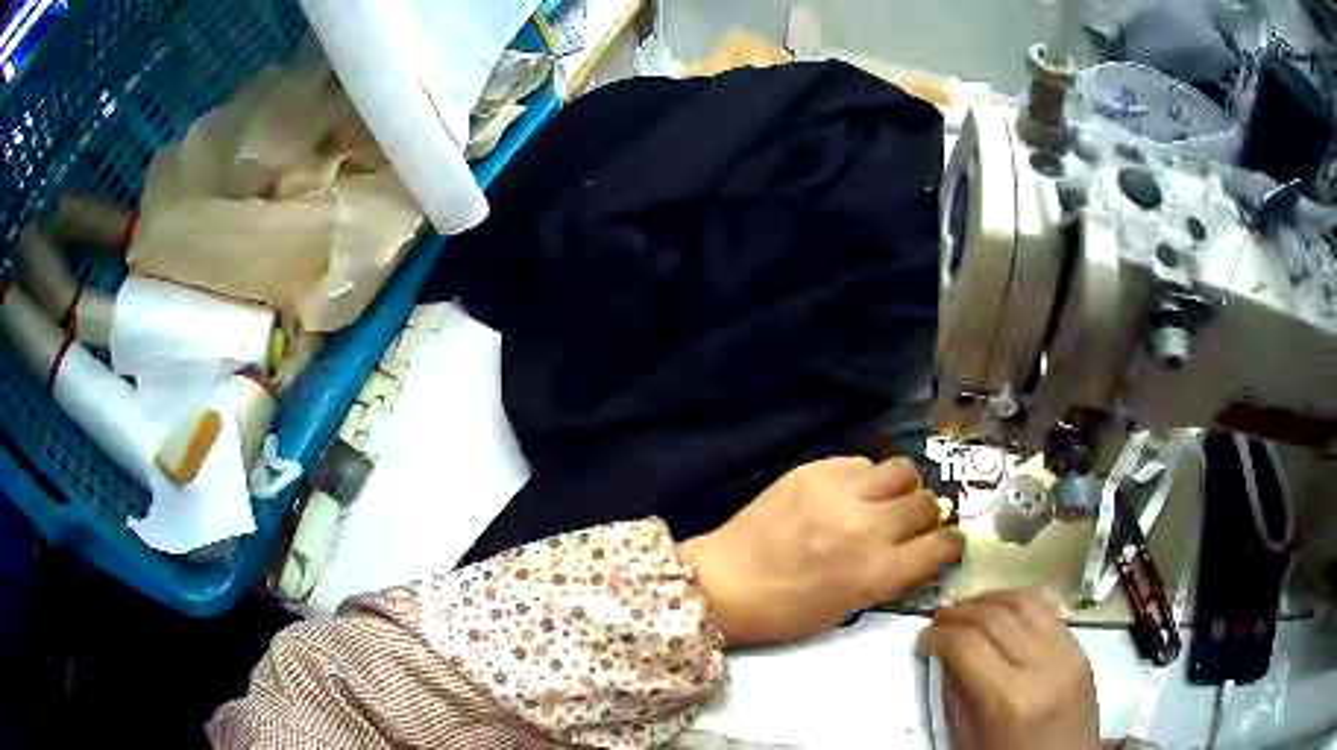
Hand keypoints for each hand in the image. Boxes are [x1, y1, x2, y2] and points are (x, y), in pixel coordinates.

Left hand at [680, 456, 964, 646]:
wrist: (724, 584)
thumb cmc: (786, 611)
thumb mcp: (849, 608)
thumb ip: (891, 576)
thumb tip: (921, 549)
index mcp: (876, 573)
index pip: (939, 546)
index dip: (951, 543)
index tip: (950, 541)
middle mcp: (867, 527)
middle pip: (926, 503)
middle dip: (927, 515)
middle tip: (913, 523)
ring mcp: (839, 493)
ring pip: (902, 470)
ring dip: (903, 487)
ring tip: (886, 499)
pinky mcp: (813, 470)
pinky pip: (861, 462)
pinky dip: (866, 477)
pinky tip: (850, 492)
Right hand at [919, 589, 1100, 749]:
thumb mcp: (969, 741)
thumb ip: (956, 697)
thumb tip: (944, 657)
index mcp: (1009, 699)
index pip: (967, 645)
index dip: (939, 636)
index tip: (923, 639)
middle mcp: (1042, 667)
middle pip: (996, 617)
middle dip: (960, 612)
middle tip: (939, 618)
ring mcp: (1068, 654)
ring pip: (1027, 602)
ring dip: (991, 598)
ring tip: (969, 607)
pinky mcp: (1082, 649)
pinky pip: (1050, 612)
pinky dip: (1021, 603)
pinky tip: (1004, 611)